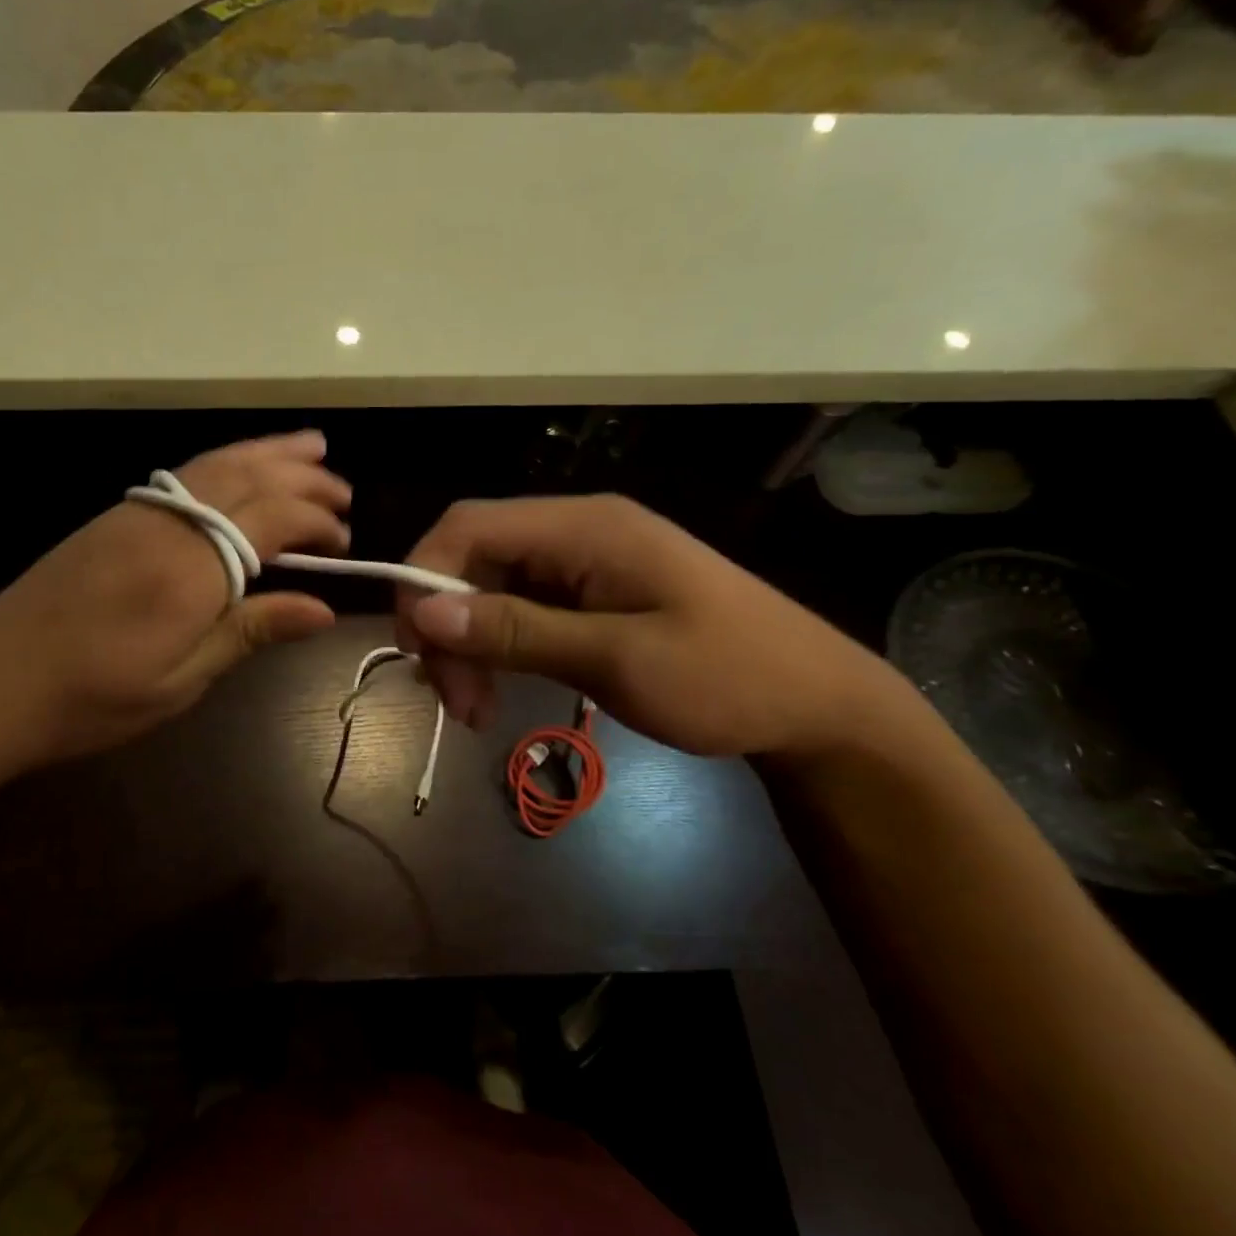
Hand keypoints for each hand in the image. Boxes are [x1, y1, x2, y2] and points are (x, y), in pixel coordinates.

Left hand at [0, 431, 349, 781]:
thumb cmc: (92, 698)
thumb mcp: (181, 679)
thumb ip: (250, 631)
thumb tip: (323, 609)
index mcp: (192, 568)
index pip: (272, 518)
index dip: (315, 520)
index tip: (344, 540)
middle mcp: (169, 524)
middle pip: (248, 479)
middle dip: (301, 477)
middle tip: (342, 487)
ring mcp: (137, 512)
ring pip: (215, 465)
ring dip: (265, 453)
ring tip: (308, 447)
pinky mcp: (114, 516)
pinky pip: (185, 474)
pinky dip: (225, 463)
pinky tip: (238, 471)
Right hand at [396, 495, 913, 760]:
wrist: (818, 706)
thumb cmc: (728, 677)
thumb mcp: (617, 659)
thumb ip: (517, 631)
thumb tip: (425, 612)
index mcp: (585, 527)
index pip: (469, 525)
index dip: (424, 577)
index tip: (417, 649)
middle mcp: (576, 533)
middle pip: (474, 559)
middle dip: (448, 627)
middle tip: (456, 702)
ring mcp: (584, 564)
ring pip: (490, 589)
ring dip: (469, 645)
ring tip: (477, 710)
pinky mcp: (590, 596)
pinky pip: (520, 610)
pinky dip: (498, 650)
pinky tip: (500, 692)